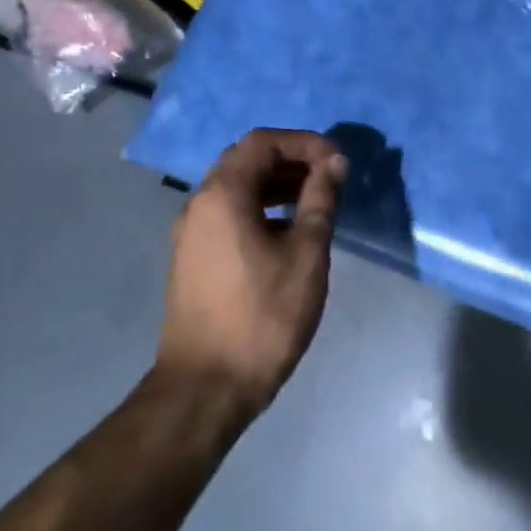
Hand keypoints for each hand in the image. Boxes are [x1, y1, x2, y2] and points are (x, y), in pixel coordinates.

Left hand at [155, 128, 348, 425]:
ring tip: (317, 203)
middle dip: (292, 161)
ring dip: (278, 185)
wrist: (205, 388)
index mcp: (223, 194)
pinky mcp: (194, 257)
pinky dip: (262, 208)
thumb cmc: (262, 315)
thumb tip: (335, 162)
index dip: (304, 143)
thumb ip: (321, 199)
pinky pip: (230, 213)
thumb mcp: (306, 253)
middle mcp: (200, 203)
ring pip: (238, 188)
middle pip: (248, 160)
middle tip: (330, 178)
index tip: (337, 162)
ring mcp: (192, 232)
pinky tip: (289, 234)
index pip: (263, 141)